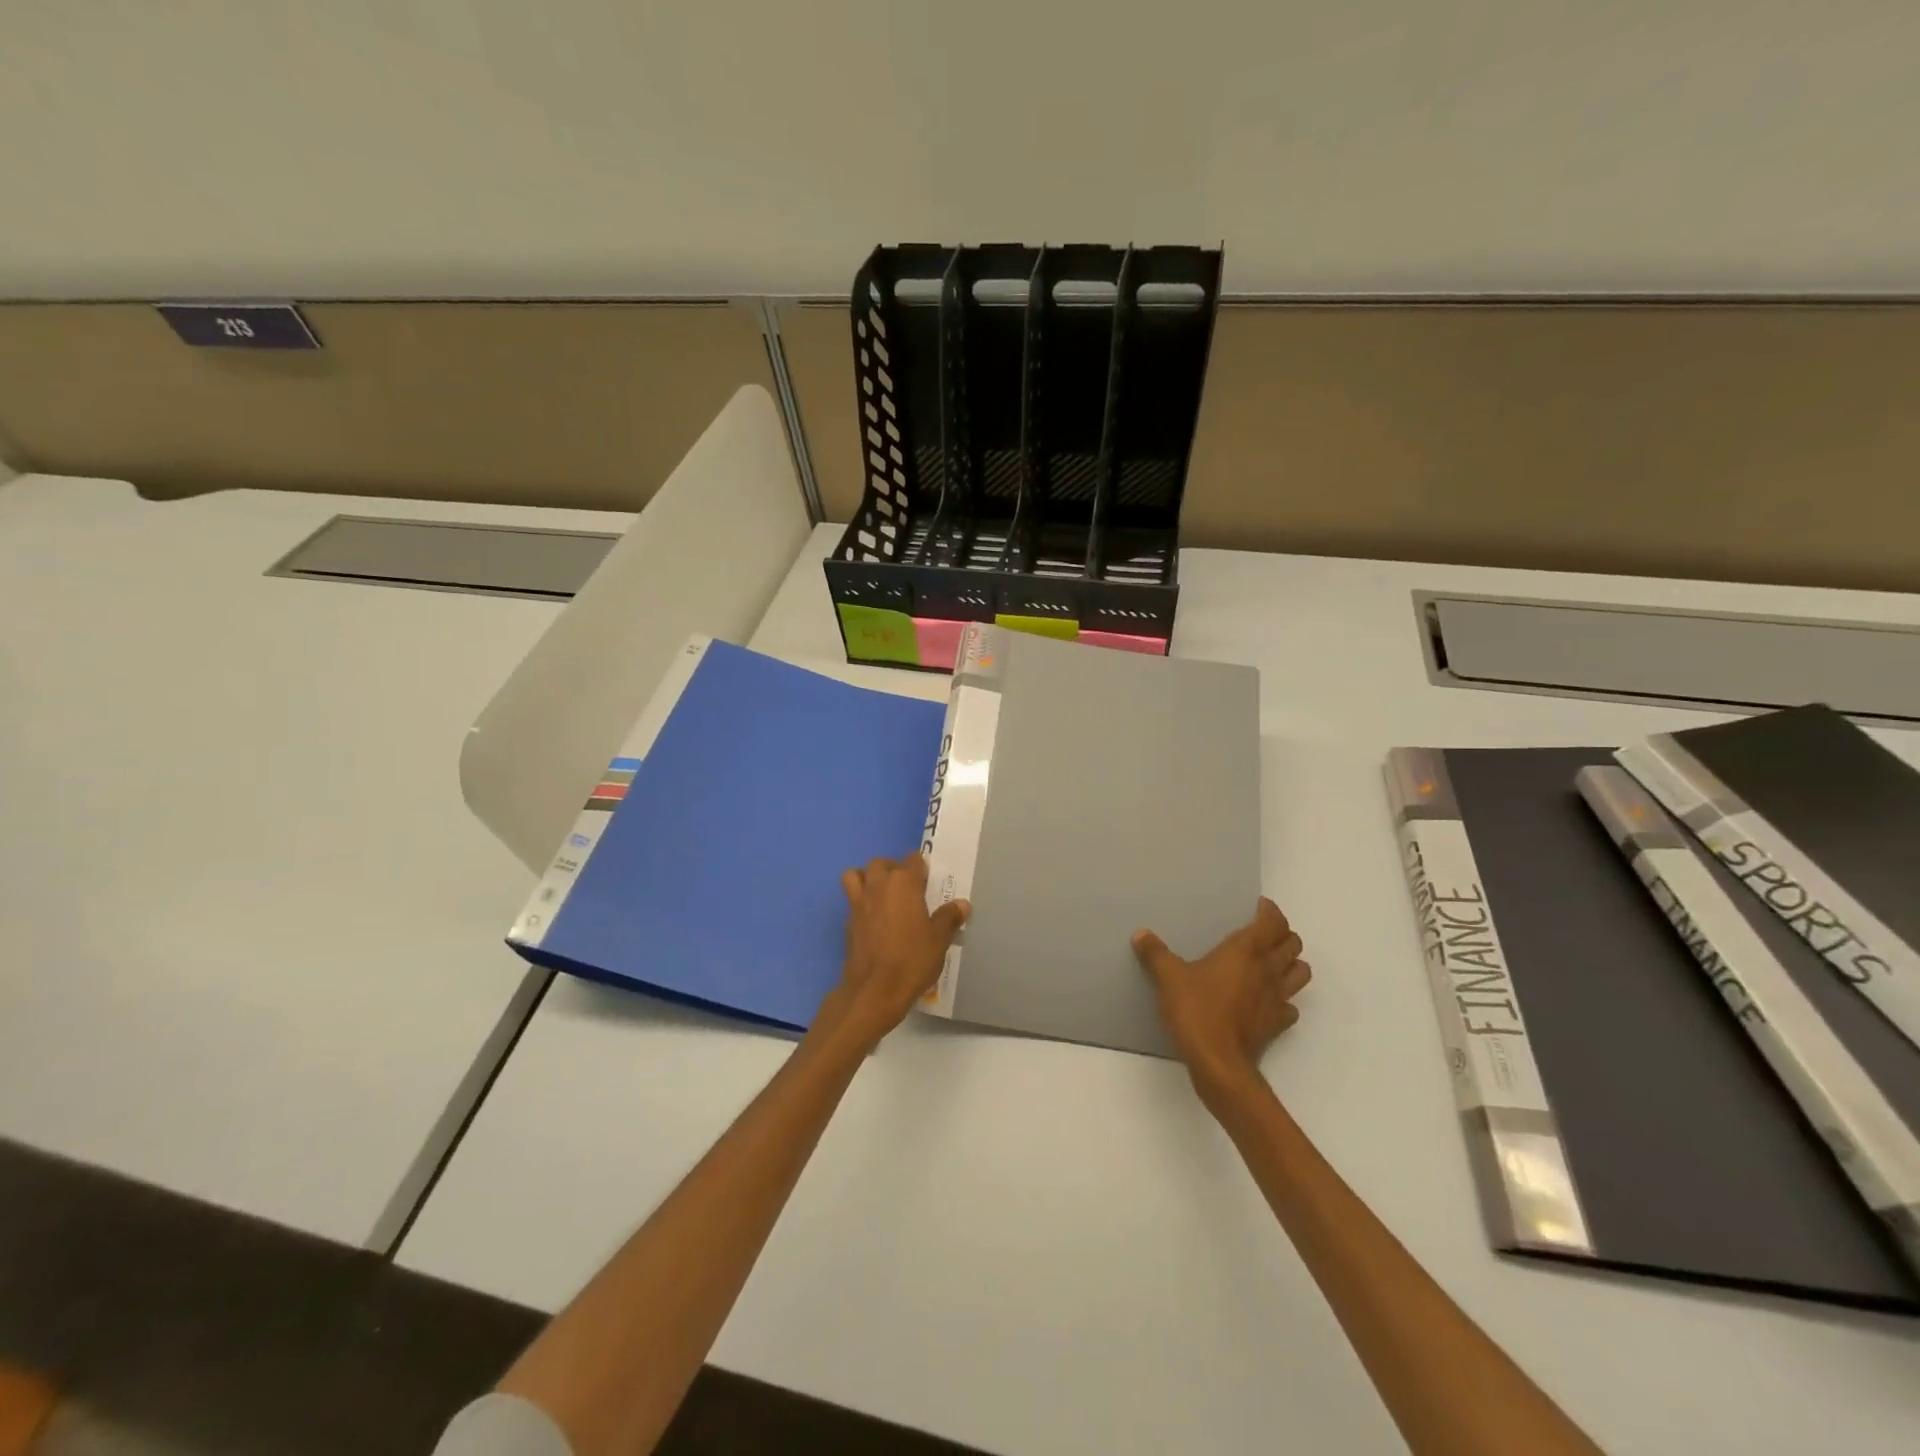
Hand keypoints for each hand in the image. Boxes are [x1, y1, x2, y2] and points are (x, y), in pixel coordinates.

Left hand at [819, 854, 969, 1049]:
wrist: (874, 990)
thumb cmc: (912, 960)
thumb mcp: (939, 940)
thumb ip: (949, 917)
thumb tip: (962, 904)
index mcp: (903, 883)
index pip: (913, 860)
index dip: (922, 868)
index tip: (929, 883)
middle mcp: (878, 885)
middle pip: (881, 863)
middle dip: (893, 869)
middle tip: (907, 889)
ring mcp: (858, 902)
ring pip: (856, 875)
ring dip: (868, 879)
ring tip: (882, 896)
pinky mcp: (848, 922)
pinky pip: (851, 900)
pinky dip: (860, 902)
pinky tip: (874, 920)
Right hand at [1133, 898, 1310, 1103]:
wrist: (1219, 1064)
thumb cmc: (1196, 1011)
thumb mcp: (1168, 978)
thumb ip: (1155, 954)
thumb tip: (1141, 934)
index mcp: (1245, 951)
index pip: (1272, 922)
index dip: (1270, 911)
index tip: (1258, 906)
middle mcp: (1267, 970)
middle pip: (1292, 944)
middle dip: (1282, 934)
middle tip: (1263, 932)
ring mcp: (1276, 999)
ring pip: (1301, 973)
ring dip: (1291, 963)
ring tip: (1272, 962)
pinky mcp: (1276, 1025)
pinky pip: (1290, 1007)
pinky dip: (1284, 999)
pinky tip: (1267, 1001)